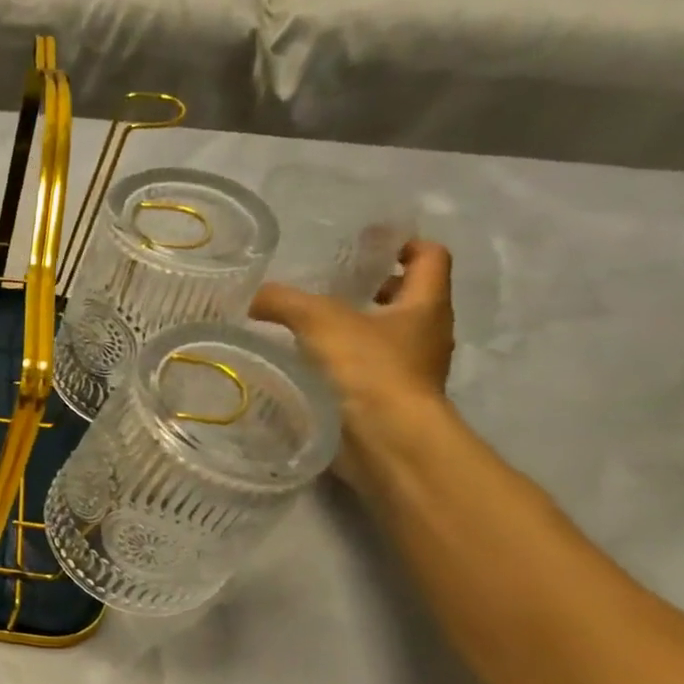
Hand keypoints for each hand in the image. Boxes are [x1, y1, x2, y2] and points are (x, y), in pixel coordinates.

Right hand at [250, 239, 455, 488]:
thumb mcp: (318, 321)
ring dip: (355, 327)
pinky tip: (307, 363)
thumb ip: (282, 302)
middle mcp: (426, 334)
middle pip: (407, 297)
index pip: (430, 257)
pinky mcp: (387, 400)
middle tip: (330, 283)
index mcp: (425, 305)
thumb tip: (253, 297)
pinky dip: (342, 361)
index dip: (403, 243)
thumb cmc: (368, 368)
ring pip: (386, 335)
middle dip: (373, 287)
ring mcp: (411, 370)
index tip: (368, 242)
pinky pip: (367, 368)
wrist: (386, 440)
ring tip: (308, 325)